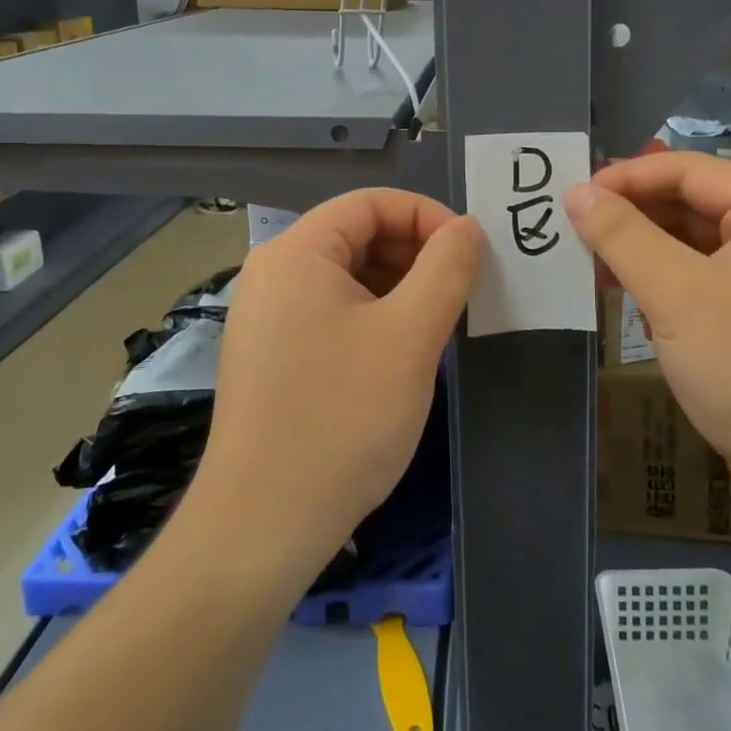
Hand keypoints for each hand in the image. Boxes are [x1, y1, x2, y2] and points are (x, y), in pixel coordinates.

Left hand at [188, 189, 483, 589]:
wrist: (261, 527)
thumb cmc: (342, 418)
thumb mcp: (410, 335)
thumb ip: (447, 268)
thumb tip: (468, 228)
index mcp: (297, 252)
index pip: (371, 203)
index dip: (427, 217)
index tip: (469, 254)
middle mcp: (272, 273)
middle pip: (357, 236)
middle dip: (414, 255)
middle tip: (460, 294)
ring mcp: (265, 317)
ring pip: (347, 277)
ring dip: (398, 289)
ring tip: (436, 326)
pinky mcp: (270, 355)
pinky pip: (330, 312)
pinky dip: (372, 318)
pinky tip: (399, 355)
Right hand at [565, 153, 730, 530]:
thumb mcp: (675, 296)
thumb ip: (622, 236)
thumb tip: (577, 191)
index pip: (688, 169)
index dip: (626, 177)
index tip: (574, 197)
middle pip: (694, 202)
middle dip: (634, 216)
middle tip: (577, 233)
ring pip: (698, 243)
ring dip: (646, 251)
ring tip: (594, 268)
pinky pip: (709, 279)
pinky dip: (668, 282)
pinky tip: (632, 300)